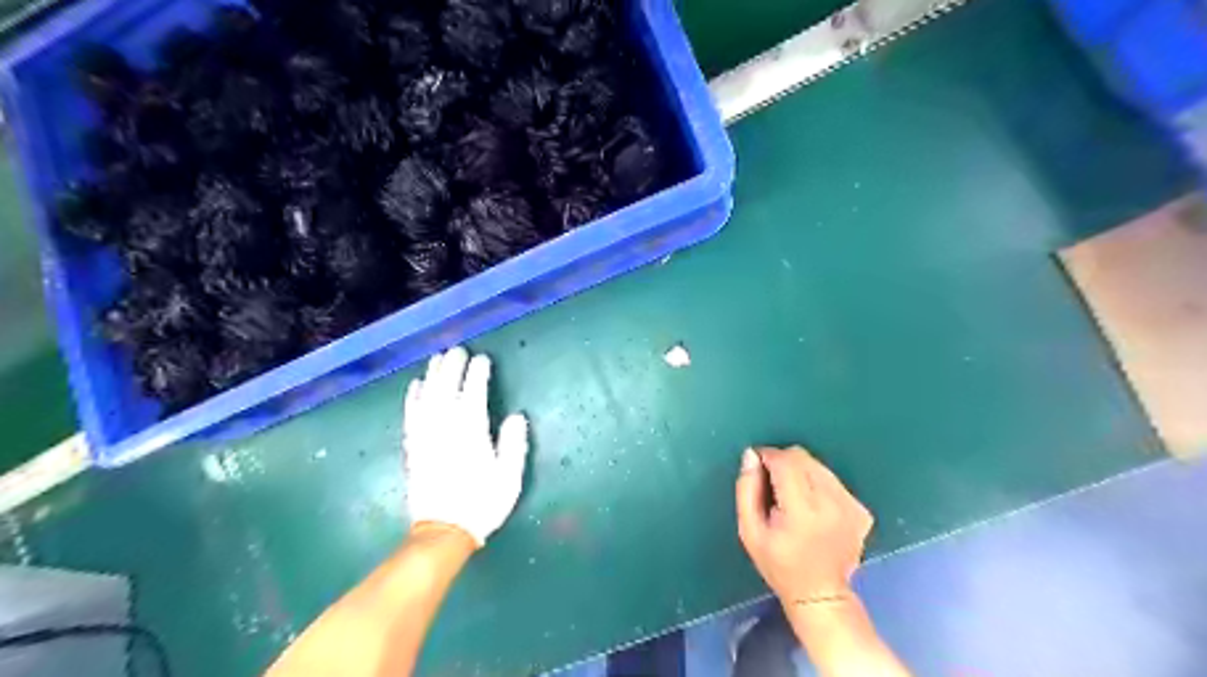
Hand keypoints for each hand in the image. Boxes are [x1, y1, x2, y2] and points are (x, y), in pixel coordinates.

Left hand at [404, 347, 527, 548]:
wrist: (443, 531)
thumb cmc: (482, 503)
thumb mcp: (509, 477)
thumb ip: (513, 444)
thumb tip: (516, 416)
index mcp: (471, 432)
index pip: (473, 393)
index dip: (477, 374)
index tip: (483, 359)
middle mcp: (445, 428)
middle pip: (446, 388)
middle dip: (453, 366)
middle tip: (459, 350)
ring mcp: (426, 436)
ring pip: (427, 397)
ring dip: (433, 375)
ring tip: (438, 358)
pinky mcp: (413, 447)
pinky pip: (411, 415)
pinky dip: (413, 397)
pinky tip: (416, 385)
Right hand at [732, 448, 872, 605]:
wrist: (821, 595)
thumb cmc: (778, 564)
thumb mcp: (749, 531)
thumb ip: (747, 490)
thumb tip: (751, 456)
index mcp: (802, 511)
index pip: (785, 461)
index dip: (767, 457)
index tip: (757, 468)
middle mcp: (832, 503)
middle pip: (803, 458)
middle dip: (783, 464)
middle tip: (773, 487)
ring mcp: (851, 506)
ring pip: (818, 466)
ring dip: (801, 473)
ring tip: (793, 500)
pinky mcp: (861, 510)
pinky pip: (833, 480)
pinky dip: (818, 485)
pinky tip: (813, 509)